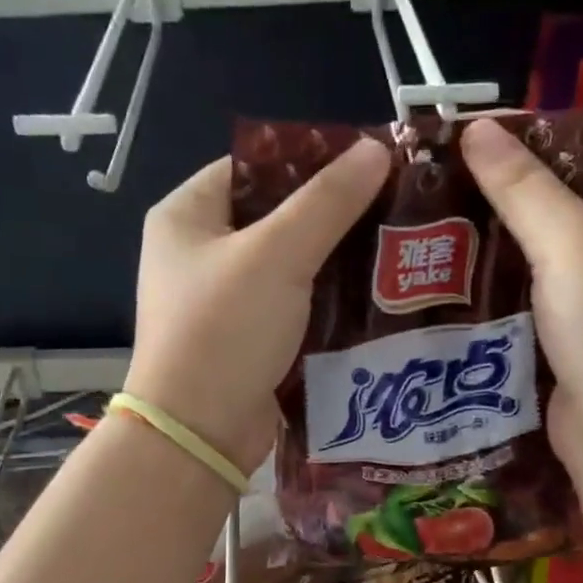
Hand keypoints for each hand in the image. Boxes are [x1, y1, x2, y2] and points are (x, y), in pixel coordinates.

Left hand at [124, 138, 390, 474]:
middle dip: (332, 215)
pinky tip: (373, 297)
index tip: (370, 164)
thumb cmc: (225, 330)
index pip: (254, 167)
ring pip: (289, 266)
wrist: (200, 433)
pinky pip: (292, 307)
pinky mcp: (245, 341)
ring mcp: (221, 302)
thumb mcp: (278, 255)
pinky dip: (326, 302)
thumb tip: (377, 149)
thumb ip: (328, 201)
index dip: (311, 160)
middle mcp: (198, 254)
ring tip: (396, 249)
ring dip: (335, 262)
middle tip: (394, 208)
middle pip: (275, 216)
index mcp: (187, 216)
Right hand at [460, 116, 582, 468]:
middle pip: (580, 202)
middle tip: (455, 186)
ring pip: (561, 253)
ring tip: (451, 227)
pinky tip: (471, 280)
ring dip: (512, 245)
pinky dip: (518, 287)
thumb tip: (475, 127)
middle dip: (520, 197)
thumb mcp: (568, 241)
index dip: (544, 142)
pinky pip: (553, 296)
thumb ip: (520, 185)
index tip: (479, 144)